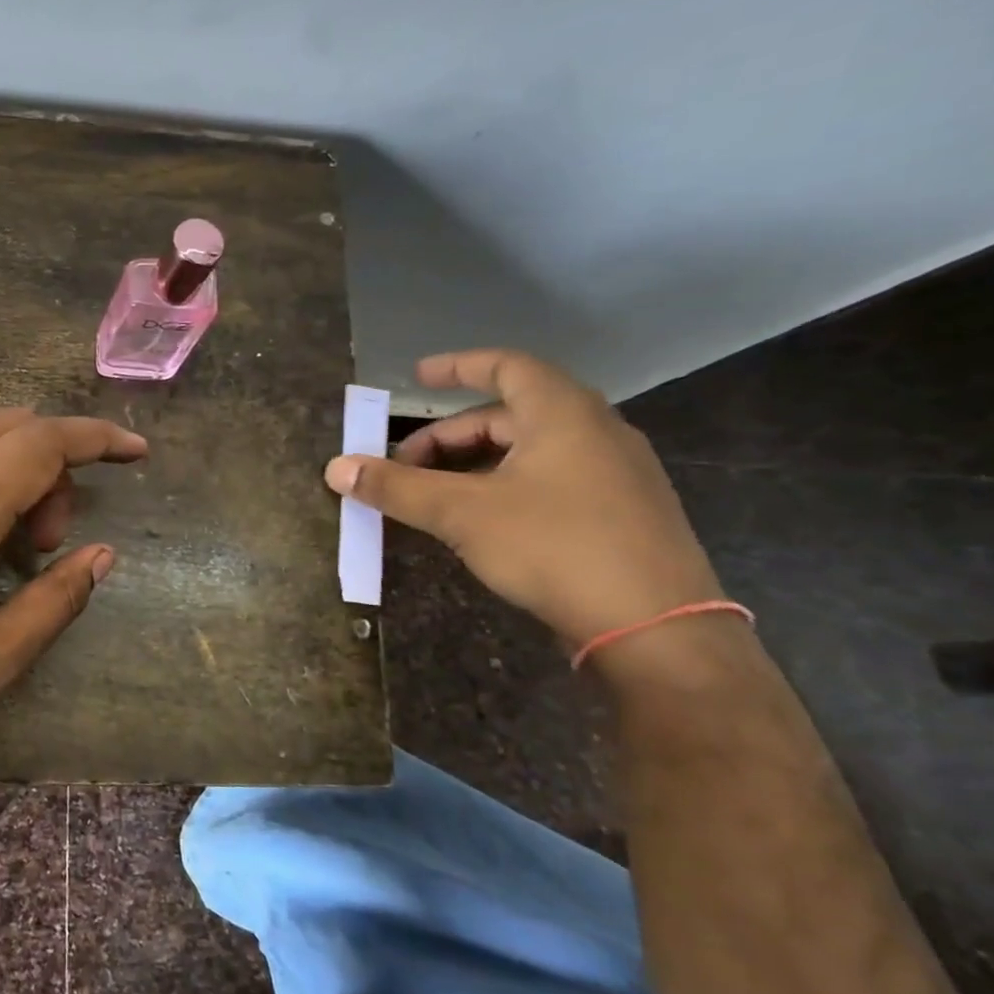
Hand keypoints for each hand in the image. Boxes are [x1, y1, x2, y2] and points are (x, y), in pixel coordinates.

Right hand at [324, 349, 722, 647]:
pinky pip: (551, 478)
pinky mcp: (622, 512)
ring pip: (530, 450)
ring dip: (474, 464)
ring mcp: (615, 473)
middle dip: (448, 436)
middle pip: (509, 414)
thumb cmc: (554, 547)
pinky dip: (505, 484)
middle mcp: (596, 431)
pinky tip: (483, 520)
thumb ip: (397, 488)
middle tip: (404, 466)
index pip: (505, 366)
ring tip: (435, 495)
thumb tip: (336, 467)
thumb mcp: (462, 514)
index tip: (416, 377)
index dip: (457, 367)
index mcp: (563, 414)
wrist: (658, 628)